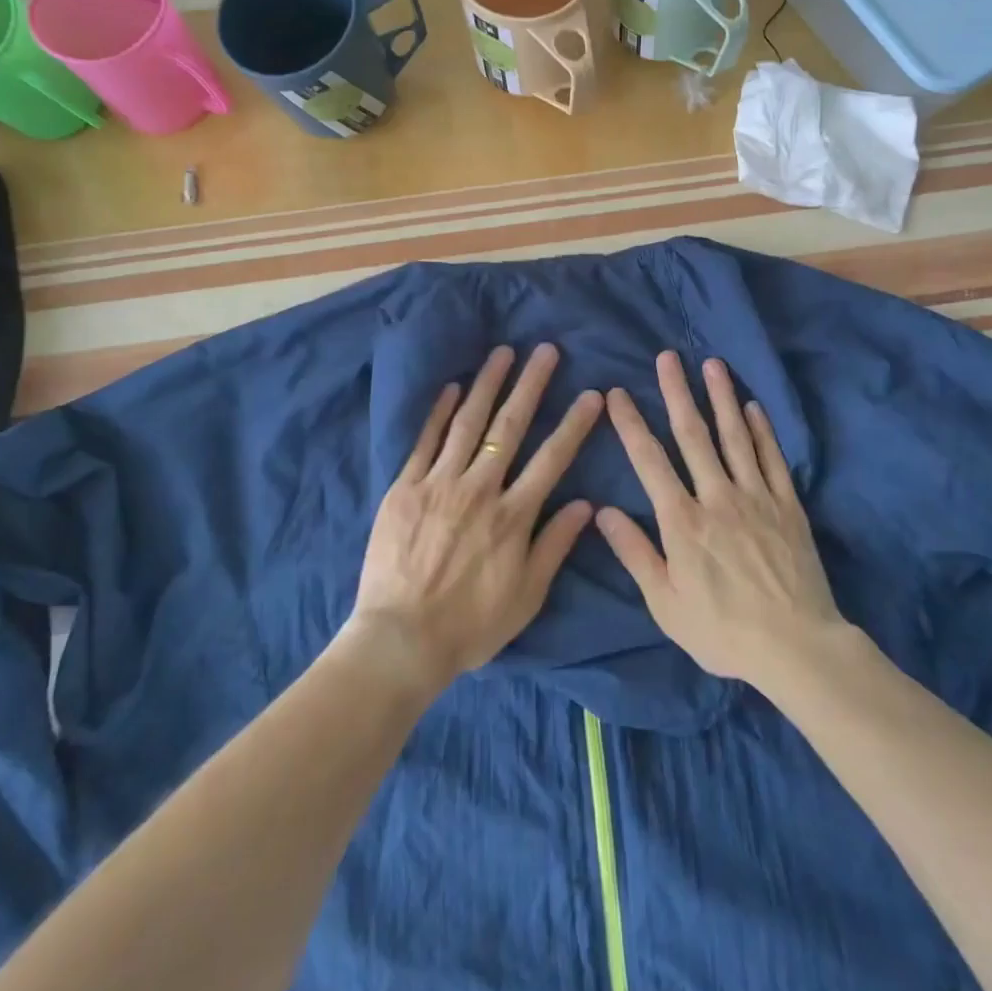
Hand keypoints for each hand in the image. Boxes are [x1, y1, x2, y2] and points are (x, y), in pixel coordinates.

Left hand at [348, 344, 602, 694]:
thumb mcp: (526, 595)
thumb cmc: (470, 625)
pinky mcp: (404, 488)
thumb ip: (555, 545)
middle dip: (531, 386)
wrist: (400, 639)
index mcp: (513, 515)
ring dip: (488, 385)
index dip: (574, 424)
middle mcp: (479, 489)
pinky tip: (453, 387)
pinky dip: (439, 412)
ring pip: (468, 424)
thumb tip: (586, 504)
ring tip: (502, 353)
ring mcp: (438, 484)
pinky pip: (425, 442)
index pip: (552, 459)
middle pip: (509, 428)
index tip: (591, 394)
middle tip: (546, 351)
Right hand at [597, 351, 850, 694]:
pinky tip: (754, 407)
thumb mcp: (666, 604)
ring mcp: (756, 497)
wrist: (796, 647)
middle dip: (677, 393)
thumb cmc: (723, 630)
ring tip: (712, 364)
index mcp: (682, 521)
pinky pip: (772, 459)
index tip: (617, 394)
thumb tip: (603, 510)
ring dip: (722, 398)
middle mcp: (717, 497)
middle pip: (693, 435)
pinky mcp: (787, 506)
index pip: (649, 461)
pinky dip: (763, 430)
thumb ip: (635, 553)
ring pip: (735, 437)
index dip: (631, 424)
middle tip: (667, 358)